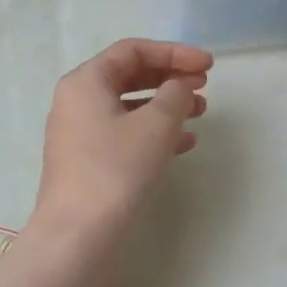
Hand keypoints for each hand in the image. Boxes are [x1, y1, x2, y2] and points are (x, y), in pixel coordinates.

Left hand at [29, 39, 211, 244]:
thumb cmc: (116, 169)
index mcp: (86, 81)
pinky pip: (125, 133)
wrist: (78, 236)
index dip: (174, 52)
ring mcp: (79, 133)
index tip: (208, 65)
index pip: (133, 50)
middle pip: (130, 75)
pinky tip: (183, 144)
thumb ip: (175, 94)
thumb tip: (181, 85)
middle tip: (204, 86)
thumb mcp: (156, 125)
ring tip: (201, 113)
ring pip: (130, 106)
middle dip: (170, 77)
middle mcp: (77, 101)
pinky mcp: (87, 162)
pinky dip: (154, 132)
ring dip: (167, 105)